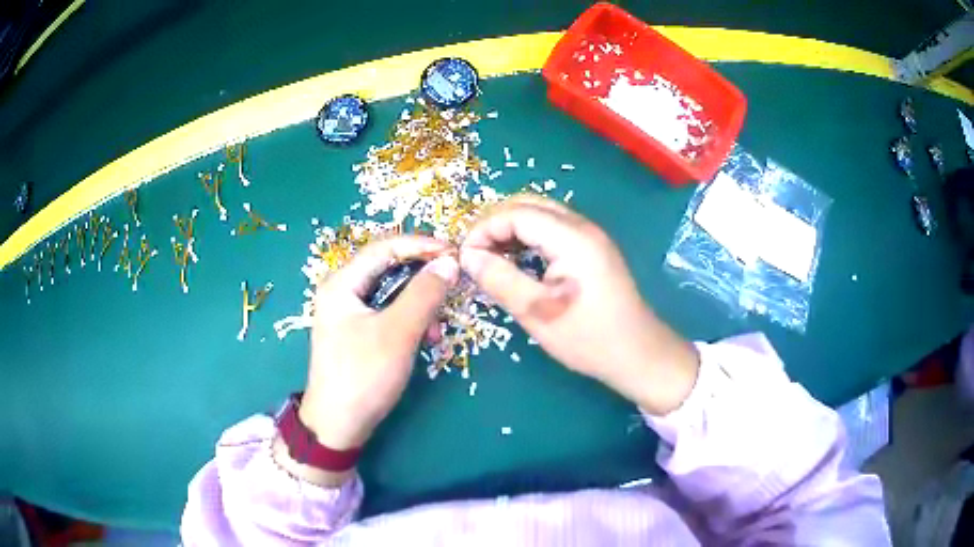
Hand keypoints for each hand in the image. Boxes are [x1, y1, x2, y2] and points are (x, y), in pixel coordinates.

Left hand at [299, 235, 458, 450]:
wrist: (338, 426)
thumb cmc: (364, 375)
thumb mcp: (398, 333)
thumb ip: (424, 294)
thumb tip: (450, 262)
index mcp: (342, 283)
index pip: (385, 247)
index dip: (421, 245)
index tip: (454, 252)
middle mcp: (342, 291)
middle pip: (388, 268)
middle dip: (422, 276)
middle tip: (452, 283)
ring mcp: (349, 313)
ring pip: (391, 292)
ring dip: (418, 303)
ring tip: (436, 327)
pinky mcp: (357, 332)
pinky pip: (388, 313)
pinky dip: (409, 320)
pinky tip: (425, 338)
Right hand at [460, 195, 698, 414]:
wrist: (637, 353)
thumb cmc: (588, 338)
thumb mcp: (537, 313)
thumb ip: (499, 279)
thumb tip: (468, 257)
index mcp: (572, 237)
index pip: (516, 213)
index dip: (484, 229)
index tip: (464, 257)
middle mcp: (582, 226)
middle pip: (528, 204)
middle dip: (495, 223)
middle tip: (474, 254)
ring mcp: (590, 235)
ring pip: (540, 214)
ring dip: (510, 229)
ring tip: (490, 257)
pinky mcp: (592, 248)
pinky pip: (552, 229)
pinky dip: (528, 237)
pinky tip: (517, 260)